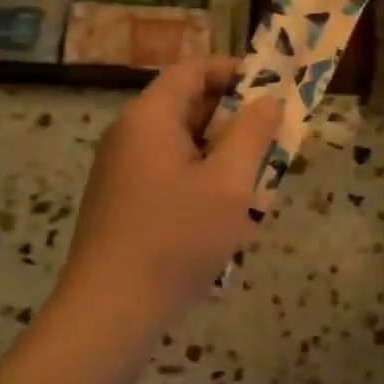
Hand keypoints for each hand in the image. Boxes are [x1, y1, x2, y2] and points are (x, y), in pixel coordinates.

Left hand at [58, 58, 283, 327]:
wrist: (109, 313)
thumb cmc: (176, 240)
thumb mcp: (228, 184)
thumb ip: (253, 133)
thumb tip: (269, 101)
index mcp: (149, 118)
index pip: (193, 70)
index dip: (235, 71)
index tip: (274, 88)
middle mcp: (130, 135)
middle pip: (188, 106)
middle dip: (236, 119)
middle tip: (274, 141)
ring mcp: (122, 170)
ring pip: (183, 144)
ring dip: (223, 155)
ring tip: (258, 183)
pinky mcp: (123, 202)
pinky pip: (171, 174)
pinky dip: (202, 180)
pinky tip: (226, 217)